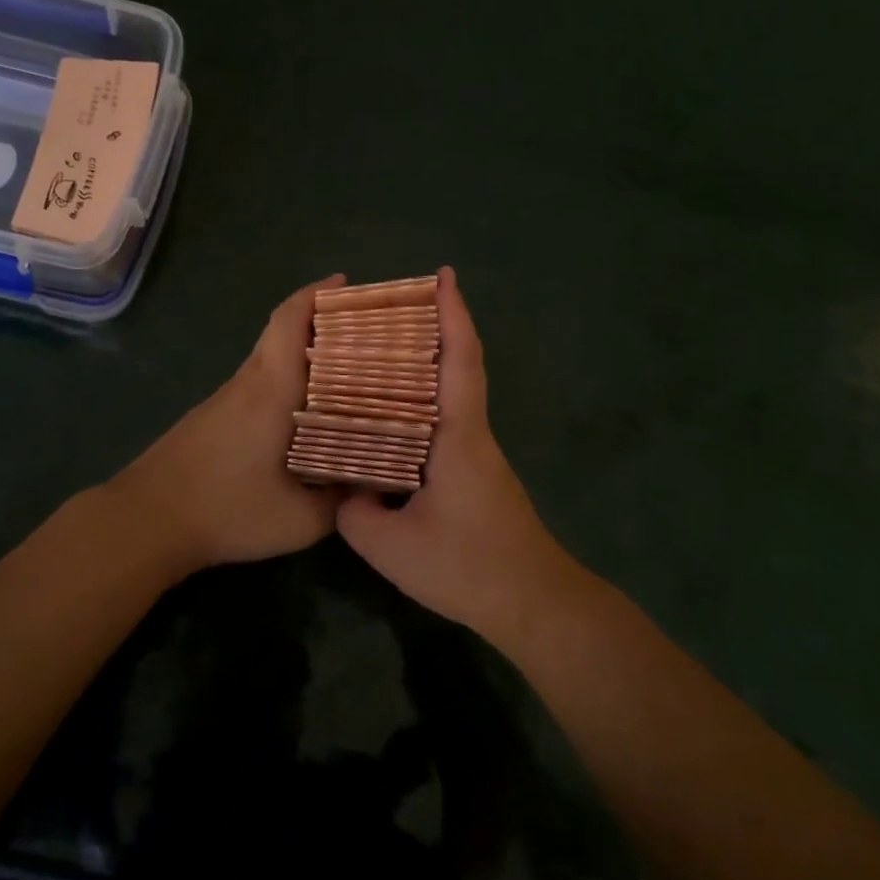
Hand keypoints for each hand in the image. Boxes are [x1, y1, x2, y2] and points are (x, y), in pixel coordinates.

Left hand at [109, 275, 345, 572]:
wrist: (146, 521)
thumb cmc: (226, 510)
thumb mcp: (299, 520)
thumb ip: (340, 502)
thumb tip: (370, 485)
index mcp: (270, 390)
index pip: (289, 321)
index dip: (316, 295)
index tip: (344, 283)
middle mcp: (247, 383)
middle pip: (282, 333)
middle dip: (321, 322)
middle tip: (363, 333)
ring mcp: (225, 399)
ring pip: (270, 360)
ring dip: (304, 355)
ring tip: (346, 373)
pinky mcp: (212, 418)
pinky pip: (257, 384)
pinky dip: (286, 381)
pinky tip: (305, 413)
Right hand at [336, 267, 572, 639]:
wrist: (532, 603)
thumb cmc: (467, 566)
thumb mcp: (391, 545)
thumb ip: (355, 510)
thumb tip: (347, 488)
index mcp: (459, 436)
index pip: (459, 361)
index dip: (453, 314)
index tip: (444, 276)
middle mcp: (472, 435)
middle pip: (454, 369)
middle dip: (431, 331)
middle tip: (385, 312)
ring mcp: (476, 457)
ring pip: (448, 400)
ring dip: (420, 372)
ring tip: (374, 359)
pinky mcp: (474, 477)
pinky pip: (442, 428)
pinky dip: (417, 410)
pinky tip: (387, 423)